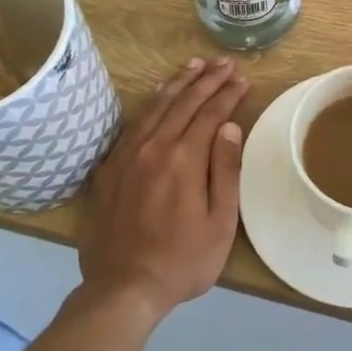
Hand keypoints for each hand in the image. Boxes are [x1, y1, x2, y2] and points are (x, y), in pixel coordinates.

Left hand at [79, 57, 248, 319]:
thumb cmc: (182, 260)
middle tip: (225, 63)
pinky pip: (132, 124)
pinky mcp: (109, 167)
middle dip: (207, 79)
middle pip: (184, 102)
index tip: (242, 79)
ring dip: (178, 82)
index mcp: (184, 158)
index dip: (228, 94)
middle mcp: (154, 146)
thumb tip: (229, 126)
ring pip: (156, 106)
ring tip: (194, 64)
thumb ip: (225, 170)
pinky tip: (157, 95)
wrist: (123, 288)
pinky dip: (149, 103)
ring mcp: (127, 155)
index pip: (211, 113)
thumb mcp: (220, 222)